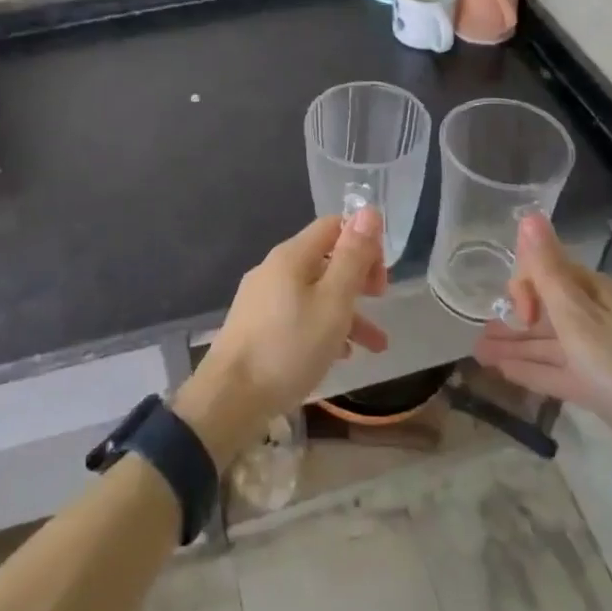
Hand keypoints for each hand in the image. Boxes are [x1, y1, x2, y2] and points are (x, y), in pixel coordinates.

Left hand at [175, 207, 389, 463]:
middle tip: (381, 301)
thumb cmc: (289, 347)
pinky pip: (298, 315)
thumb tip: (369, 211)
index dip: (363, 241)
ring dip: (347, 311)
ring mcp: (262, 298)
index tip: (382, 274)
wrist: (230, 399)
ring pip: (314, 293)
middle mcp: (274, 269)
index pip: (333, 226)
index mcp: (291, 256)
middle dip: (358, 278)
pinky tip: (339, 356)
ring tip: (376, 346)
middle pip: (324, 259)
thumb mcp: (333, 302)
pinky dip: (323, 327)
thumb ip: (353, 257)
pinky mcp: (256, 327)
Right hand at [474, 212, 611, 501]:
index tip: (517, 315)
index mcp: (596, 292)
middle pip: (547, 308)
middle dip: (512, 318)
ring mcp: (601, 354)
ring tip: (479, 353)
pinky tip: (504, 371)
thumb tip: (528, 215)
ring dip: (515, 345)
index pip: (548, 271)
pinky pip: (559, 370)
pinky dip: (532, 369)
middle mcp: (599, 316)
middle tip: (479, 336)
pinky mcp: (602, 388)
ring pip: (549, 342)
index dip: (525, 287)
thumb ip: (548, 269)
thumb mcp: (579, 318)